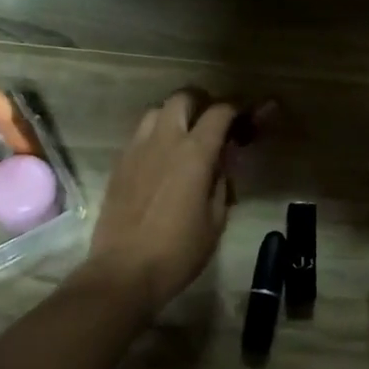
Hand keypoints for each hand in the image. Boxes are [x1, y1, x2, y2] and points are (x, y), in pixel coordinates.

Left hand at [79, 91, 236, 316]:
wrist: (124, 271)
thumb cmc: (178, 251)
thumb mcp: (216, 219)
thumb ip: (222, 182)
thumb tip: (221, 163)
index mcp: (194, 153)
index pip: (220, 112)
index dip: (238, 108)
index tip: (249, 115)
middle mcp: (164, 140)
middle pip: (183, 97)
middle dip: (202, 102)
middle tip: (214, 123)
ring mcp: (137, 149)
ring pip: (157, 111)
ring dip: (175, 116)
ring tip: (186, 139)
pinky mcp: (119, 163)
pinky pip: (140, 134)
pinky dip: (156, 135)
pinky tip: (163, 160)